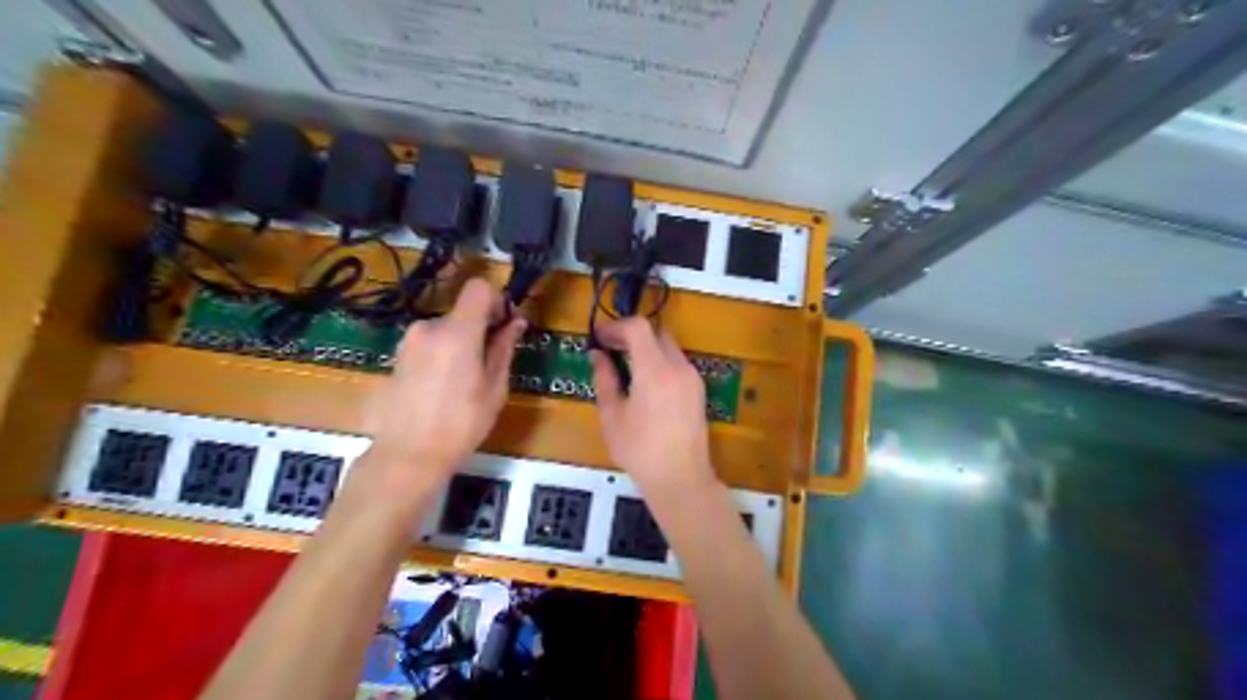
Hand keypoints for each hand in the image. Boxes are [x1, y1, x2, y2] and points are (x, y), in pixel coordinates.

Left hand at [366, 277, 528, 487]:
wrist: (408, 455)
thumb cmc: (461, 424)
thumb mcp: (494, 389)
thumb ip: (503, 349)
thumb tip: (516, 322)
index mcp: (458, 332)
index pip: (478, 288)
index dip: (496, 299)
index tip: (503, 324)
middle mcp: (429, 328)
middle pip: (462, 312)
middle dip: (479, 329)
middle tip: (489, 363)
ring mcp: (409, 341)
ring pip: (445, 329)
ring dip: (459, 343)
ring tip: (465, 381)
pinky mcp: (397, 356)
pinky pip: (428, 343)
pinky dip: (441, 354)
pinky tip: (443, 387)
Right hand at [594, 316, 721, 495]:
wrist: (681, 479)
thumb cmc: (640, 451)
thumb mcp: (612, 416)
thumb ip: (605, 380)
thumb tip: (598, 355)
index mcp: (654, 370)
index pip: (638, 327)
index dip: (616, 326)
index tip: (599, 337)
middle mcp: (678, 366)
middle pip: (656, 332)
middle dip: (631, 335)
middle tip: (610, 348)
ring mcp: (692, 377)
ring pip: (668, 346)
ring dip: (647, 348)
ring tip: (625, 366)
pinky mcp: (699, 389)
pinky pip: (677, 363)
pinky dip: (660, 361)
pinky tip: (645, 383)